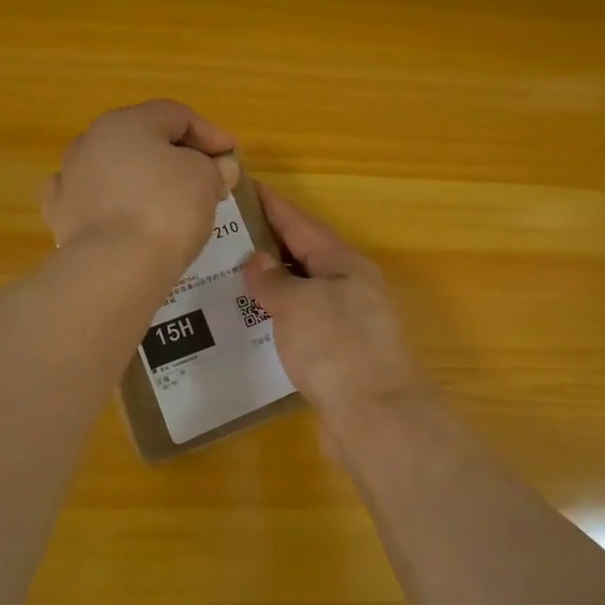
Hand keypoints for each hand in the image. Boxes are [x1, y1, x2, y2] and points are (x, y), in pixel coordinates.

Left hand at [42, 100, 238, 271]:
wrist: (114, 267)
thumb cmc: (166, 210)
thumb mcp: (205, 180)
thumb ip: (214, 167)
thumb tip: (220, 167)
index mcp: (128, 122)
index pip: (177, 115)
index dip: (210, 133)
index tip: (233, 157)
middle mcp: (92, 140)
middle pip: (143, 139)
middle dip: (176, 155)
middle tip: (206, 177)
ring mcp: (70, 177)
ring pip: (114, 167)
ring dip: (141, 177)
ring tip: (167, 200)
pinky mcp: (61, 214)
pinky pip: (91, 199)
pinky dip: (109, 202)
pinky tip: (120, 214)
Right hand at [241, 183, 427, 422]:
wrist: (374, 416)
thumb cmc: (336, 348)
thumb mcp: (298, 304)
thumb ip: (274, 280)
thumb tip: (257, 260)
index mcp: (345, 265)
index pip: (303, 225)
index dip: (274, 206)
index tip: (246, 188)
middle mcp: (352, 288)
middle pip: (307, 256)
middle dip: (271, 244)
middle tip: (229, 235)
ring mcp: (350, 323)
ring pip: (306, 291)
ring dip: (275, 283)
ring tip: (234, 277)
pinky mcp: (342, 355)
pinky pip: (305, 324)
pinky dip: (281, 317)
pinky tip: (257, 323)